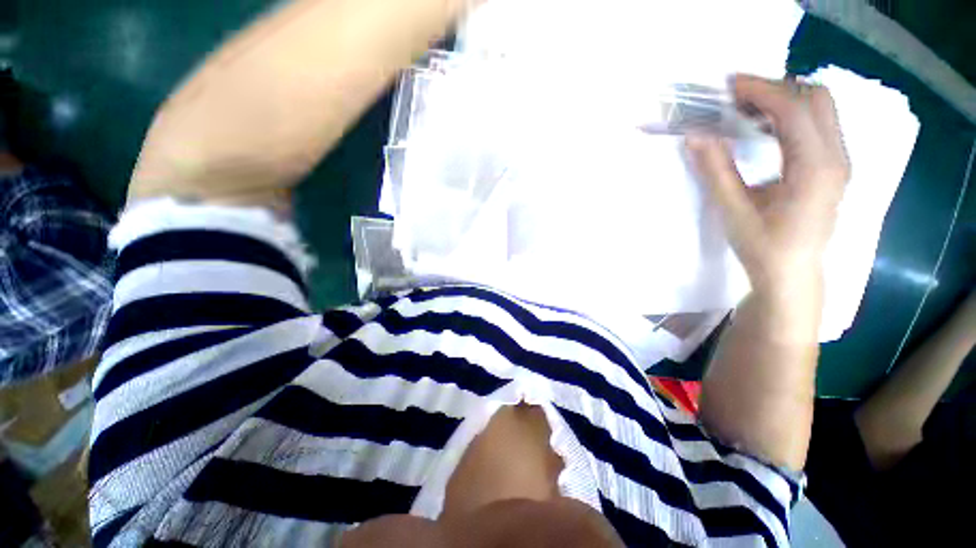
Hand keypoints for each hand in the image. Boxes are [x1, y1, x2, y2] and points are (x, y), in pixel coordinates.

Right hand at [687, 74, 849, 291]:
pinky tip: (764, 127)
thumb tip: (695, 136)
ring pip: (819, 109)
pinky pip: (817, 124)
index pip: (795, 110)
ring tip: (746, 109)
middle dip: (775, 88)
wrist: (791, 274)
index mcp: (815, 169)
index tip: (729, 86)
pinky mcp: (832, 166)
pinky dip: (790, 115)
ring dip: (784, 99)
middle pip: (816, 99)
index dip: (762, 91)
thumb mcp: (734, 211)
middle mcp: (836, 157)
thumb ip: (716, 171)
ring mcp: (839, 161)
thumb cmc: (763, 248)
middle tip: (736, 97)